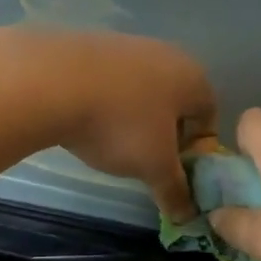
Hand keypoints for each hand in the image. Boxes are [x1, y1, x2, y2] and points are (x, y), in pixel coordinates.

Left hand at [9, 29, 216, 218]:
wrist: (50, 82)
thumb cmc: (120, 124)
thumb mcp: (154, 167)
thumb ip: (176, 191)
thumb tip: (188, 215)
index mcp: (193, 77)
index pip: (210, 117)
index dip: (197, 151)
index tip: (176, 173)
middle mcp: (166, 53)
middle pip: (176, 103)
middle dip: (166, 136)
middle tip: (147, 163)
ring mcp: (126, 45)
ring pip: (142, 92)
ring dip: (134, 120)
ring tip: (113, 145)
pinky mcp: (90, 45)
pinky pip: (110, 83)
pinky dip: (107, 105)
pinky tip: (87, 123)